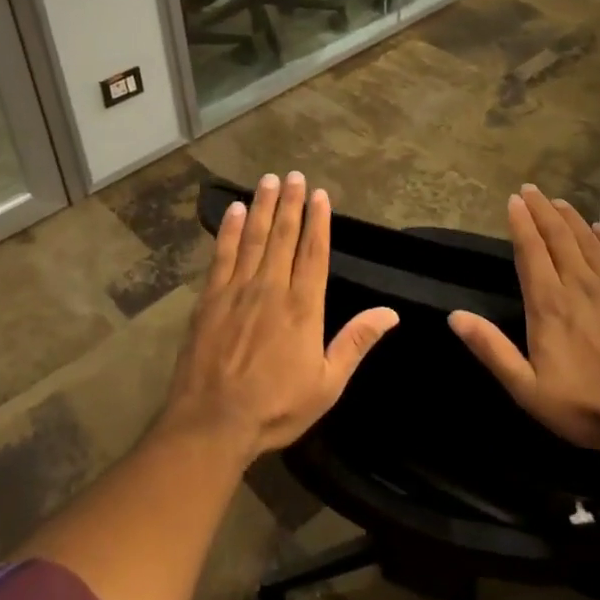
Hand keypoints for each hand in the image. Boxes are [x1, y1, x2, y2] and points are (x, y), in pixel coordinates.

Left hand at [161, 172, 397, 461]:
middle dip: (291, 204)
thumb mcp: (327, 384)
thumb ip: (356, 343)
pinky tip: (236, 211)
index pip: (314, 253)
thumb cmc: (275, 407)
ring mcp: (237, 290)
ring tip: (269, 180)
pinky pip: (222, 255)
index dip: (318, 221)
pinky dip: (230, 231)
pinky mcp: (209, 299)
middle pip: (284, 237)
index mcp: (303, 307)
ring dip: (263, 207)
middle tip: (294, 175)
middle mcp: (271, 289)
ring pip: (254, 238)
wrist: (212, 424)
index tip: (320, 195)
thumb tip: (390, 312)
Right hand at [448, 184, 599, 452]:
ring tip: (558, 202)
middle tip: (531, 189)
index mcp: (548, 303)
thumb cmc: (584, 406)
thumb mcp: (526, 387)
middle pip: (557, 237)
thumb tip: (455, 316)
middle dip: (541, 210)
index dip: (520, 223)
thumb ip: (491, 349)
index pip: (530, 251)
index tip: (513, 200)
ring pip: (588, 241)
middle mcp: (578, 285)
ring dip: (571, 218)